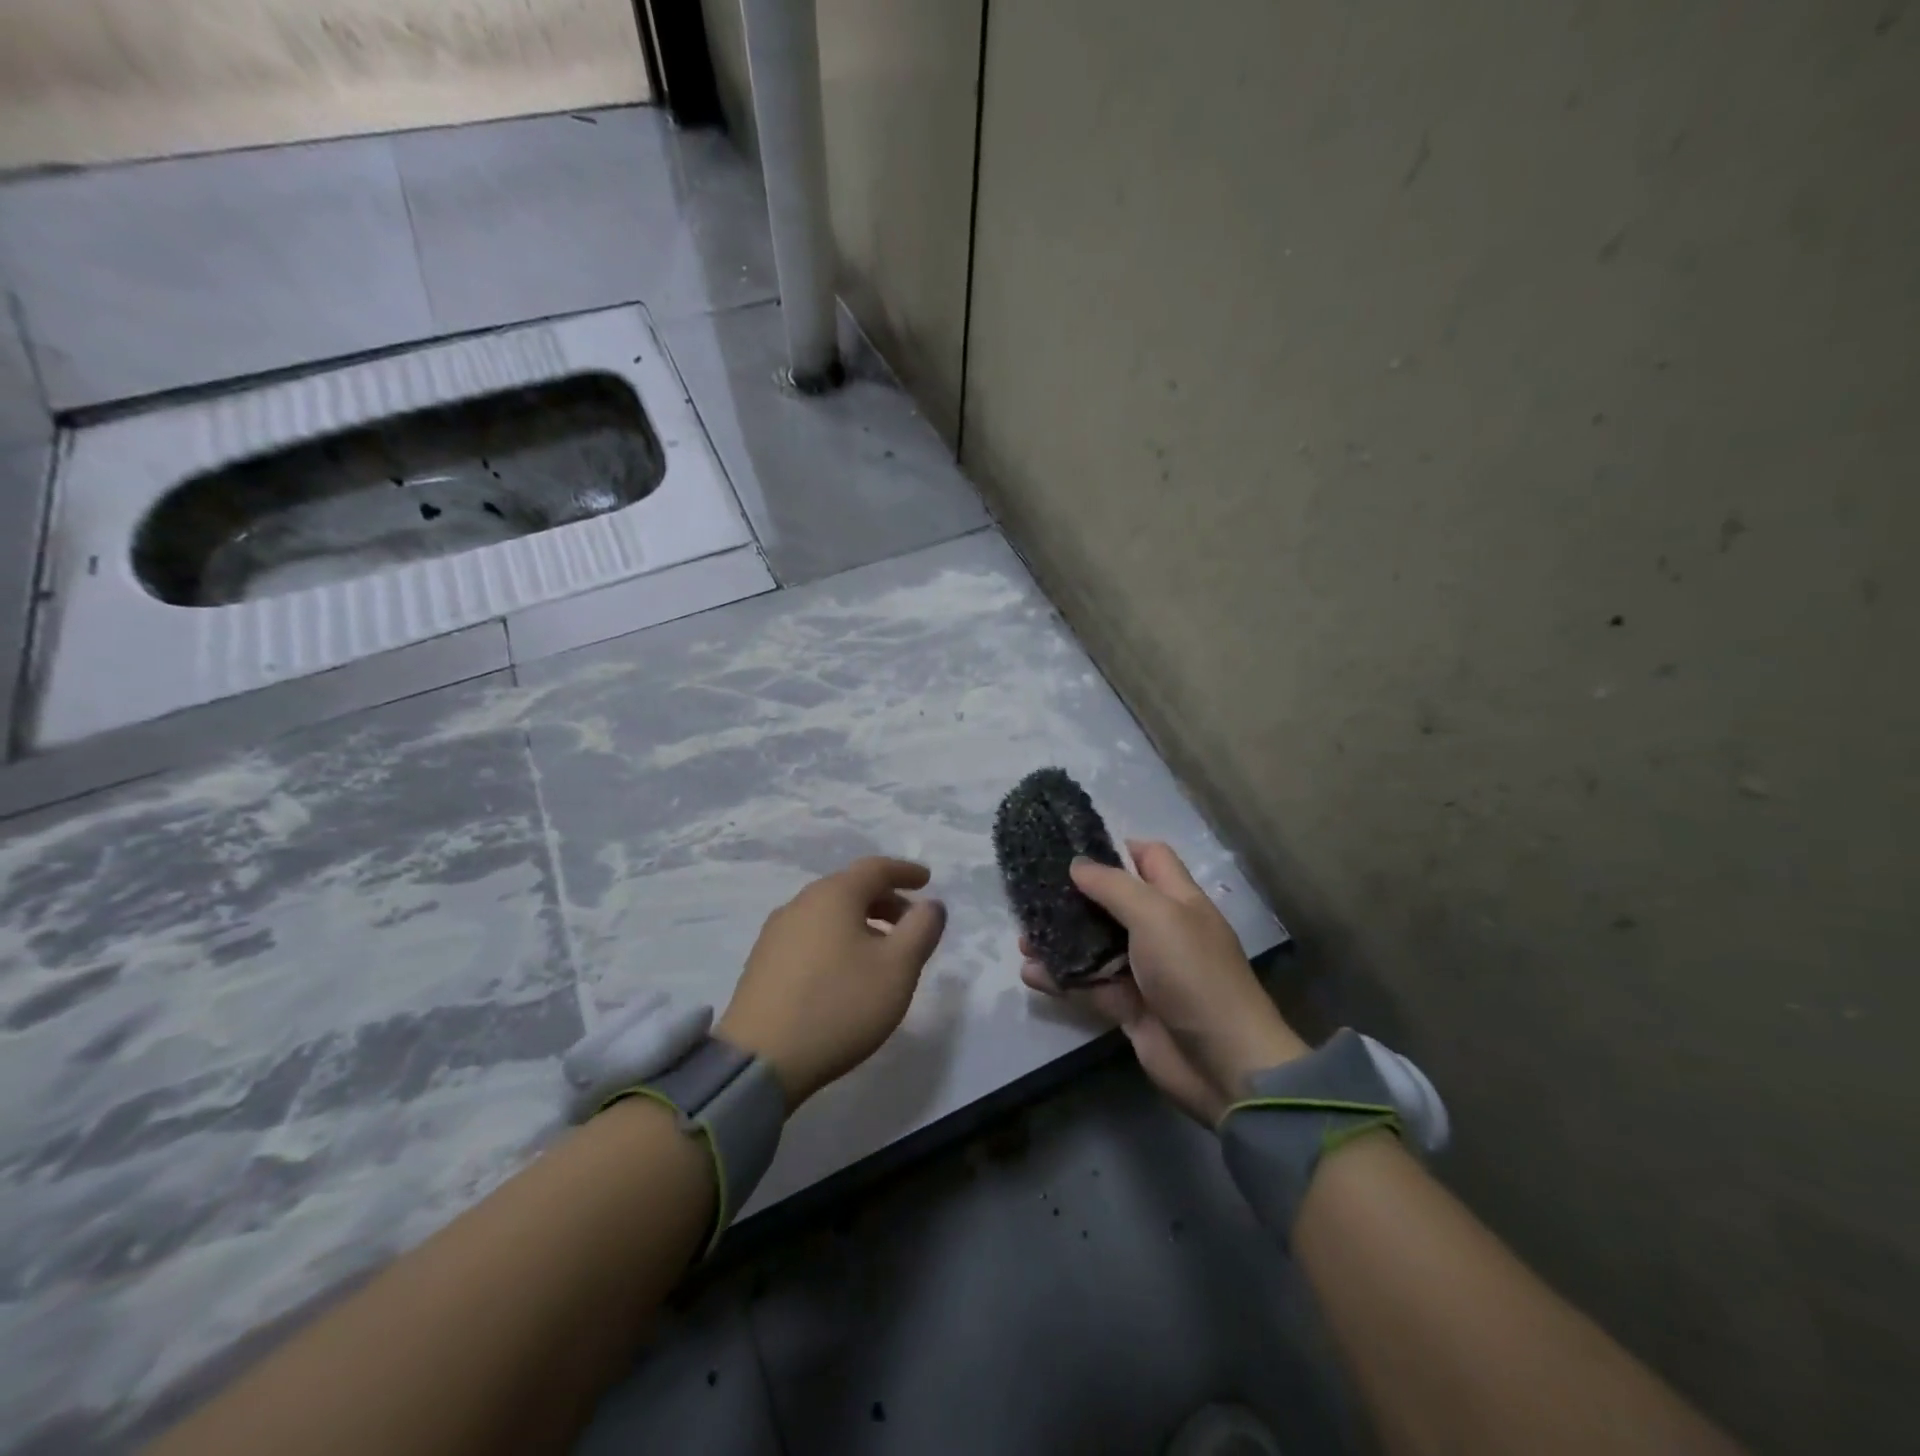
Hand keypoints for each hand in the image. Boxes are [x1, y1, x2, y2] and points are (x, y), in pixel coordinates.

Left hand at [718, 857, 947, 1109]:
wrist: (760, 1060)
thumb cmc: (840, 1005)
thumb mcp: (898, 968)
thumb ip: (921, 929)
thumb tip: (930, 905)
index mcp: (834, 895)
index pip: (875, 868)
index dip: (905, 871)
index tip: (927, 880)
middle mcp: (801, 903)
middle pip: (850, 888)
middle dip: (885, 900)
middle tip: (910, 923)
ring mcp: (776, 932)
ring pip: (829, 913)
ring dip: (861, 922)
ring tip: (882, 952)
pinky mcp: (763, 962)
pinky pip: (811, 935)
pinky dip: (837, 940)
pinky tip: (844, 971)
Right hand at [1020, 840, 1306, 1122]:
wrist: (1223, 1062)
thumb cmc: (1192, 973)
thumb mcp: (1156, 916)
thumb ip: (1114, 887)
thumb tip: (1077, 863)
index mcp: (1179, 900)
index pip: (1151, 859)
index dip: (1118, 848)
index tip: (1074, 849)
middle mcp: (1161, 930)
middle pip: (1114, 902)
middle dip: (1076, 897)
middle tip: (1035, 893)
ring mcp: (1145, 971)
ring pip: (1096, 946)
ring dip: (1061, 940)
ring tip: (1024, 938)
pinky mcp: (1129, 1006)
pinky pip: (1089, 985)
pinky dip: (1061, 979)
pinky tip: (1031, 973)